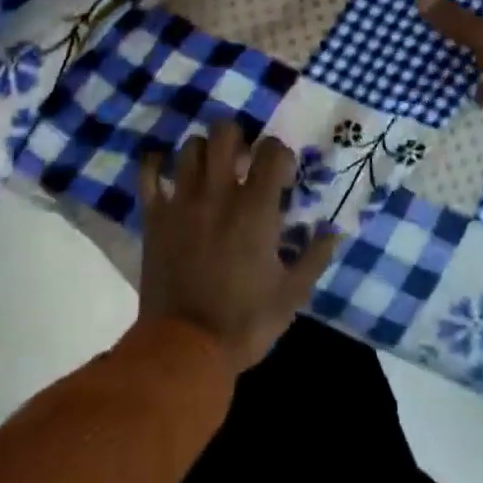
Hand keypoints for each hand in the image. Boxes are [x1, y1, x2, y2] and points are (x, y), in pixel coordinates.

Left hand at [138, 121, 340, 373]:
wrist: (184, 351)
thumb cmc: (244, 322)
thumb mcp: (292, 295)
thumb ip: (315, 256)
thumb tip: (334, 229)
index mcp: (256, 208)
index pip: (272, 150)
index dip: (281, 155)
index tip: (283, 177)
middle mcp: (219, 193)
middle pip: (225, 132)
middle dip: (238, 139)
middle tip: (243, 163)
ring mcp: (183, 201)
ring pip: (190, 147)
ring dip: (203, 152)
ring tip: (209, 171)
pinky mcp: (155, 216)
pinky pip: (149, 174)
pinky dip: (156, 164)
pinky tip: (165, 169)